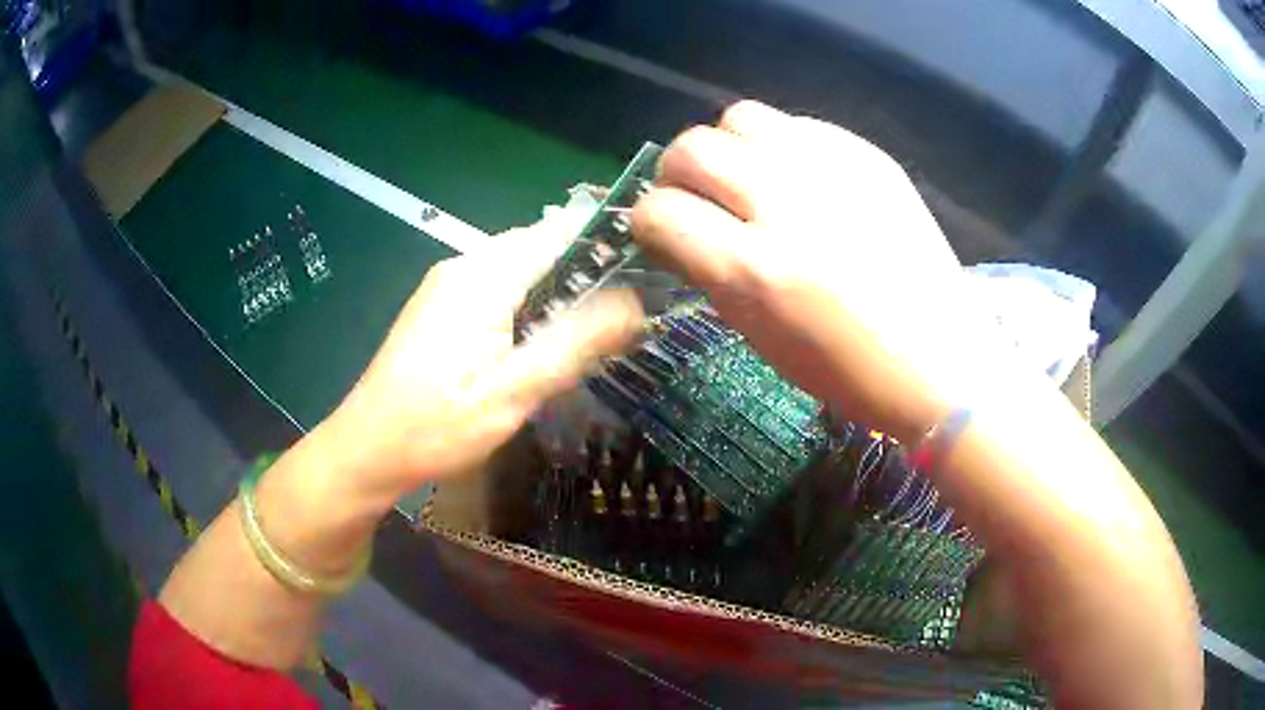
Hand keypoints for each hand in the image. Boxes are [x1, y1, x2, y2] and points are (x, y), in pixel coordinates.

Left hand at [318, 217, 643, 510]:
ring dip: (559, 296)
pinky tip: (539, 346)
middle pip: (543, 248)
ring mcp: (448, 284)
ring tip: (592, 337)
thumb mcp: (515, 391)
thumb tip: (638, 303)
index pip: (562, 230)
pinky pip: (499, 290)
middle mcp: (464, 264)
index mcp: (484, 274)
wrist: (367, 450)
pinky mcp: (441, 307)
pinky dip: (529, 308)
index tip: (650, 272)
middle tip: (625, 320)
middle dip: (587, 276)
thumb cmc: (437, 426)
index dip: (609, 243)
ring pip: (522, 271)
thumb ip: (578, 342)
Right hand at [632, 101, 995, 440]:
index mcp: (753, 269)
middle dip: (676, 174)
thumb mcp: (759, 336)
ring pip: (740, 118)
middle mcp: (785, 204)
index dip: (647, 221)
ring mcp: (831, 170)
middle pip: (691, 148)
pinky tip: (798, 177)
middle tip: (696, 199)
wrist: (939, 358)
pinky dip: (779, 145)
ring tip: (746, 178)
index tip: (661, 233)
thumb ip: (711, 272)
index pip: (660, 211)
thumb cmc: (847, 370)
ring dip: (726, 147)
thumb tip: (679, 230)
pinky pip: (797, 124)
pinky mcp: (867, 156)